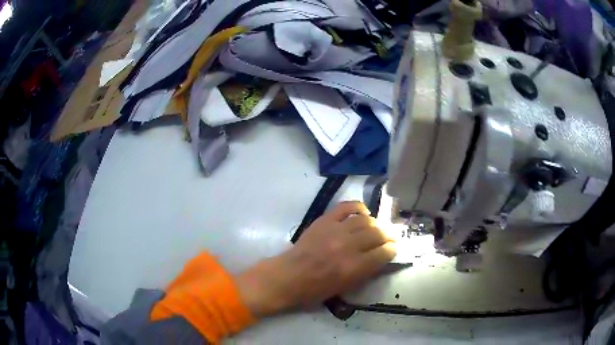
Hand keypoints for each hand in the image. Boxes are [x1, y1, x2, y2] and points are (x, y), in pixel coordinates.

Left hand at [236, 201, 396, 316]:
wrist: (289, 276)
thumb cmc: (316, 289)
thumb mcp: (346, 288)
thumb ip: (366, 272)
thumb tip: (381, 257)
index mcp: (354, 267)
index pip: (384, 252)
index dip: (392, 250)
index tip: (392, 250)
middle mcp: (348, 246)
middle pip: (378, 233)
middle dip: (387, 236)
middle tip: (388, 238)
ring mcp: (335, 230)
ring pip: (366, 220)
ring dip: (375, 224)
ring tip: (375, 228)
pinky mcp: (324, 220)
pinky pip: (346, 207)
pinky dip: (358, 207)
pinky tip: (363, 213)